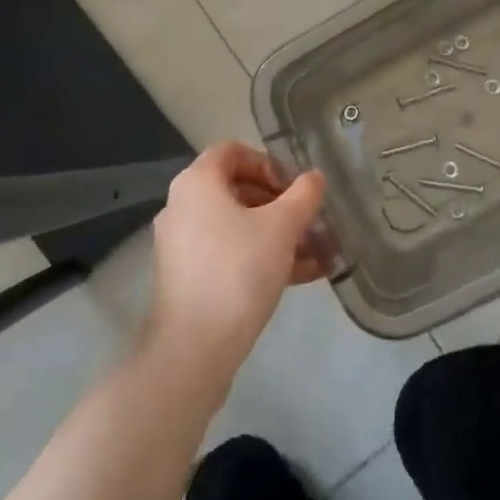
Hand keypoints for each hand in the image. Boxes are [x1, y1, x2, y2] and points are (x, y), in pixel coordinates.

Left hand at [145, 143, 326, 380]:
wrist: (193, 349)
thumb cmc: (237, 270)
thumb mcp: (282, 227)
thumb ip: (303, 195)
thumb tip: (315, 178)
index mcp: (198, 182)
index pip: (233, 151)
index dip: (269, 162)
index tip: (295, 187)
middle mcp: (183, 206)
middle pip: (238, 188)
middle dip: (281, 203)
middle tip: (311, 220)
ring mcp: (182, 244)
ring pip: (237, 225)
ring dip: (278, 234)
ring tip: (317, 251)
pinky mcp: (188, 277)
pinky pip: (229, 253)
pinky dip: (261, 257)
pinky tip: (302, 275)